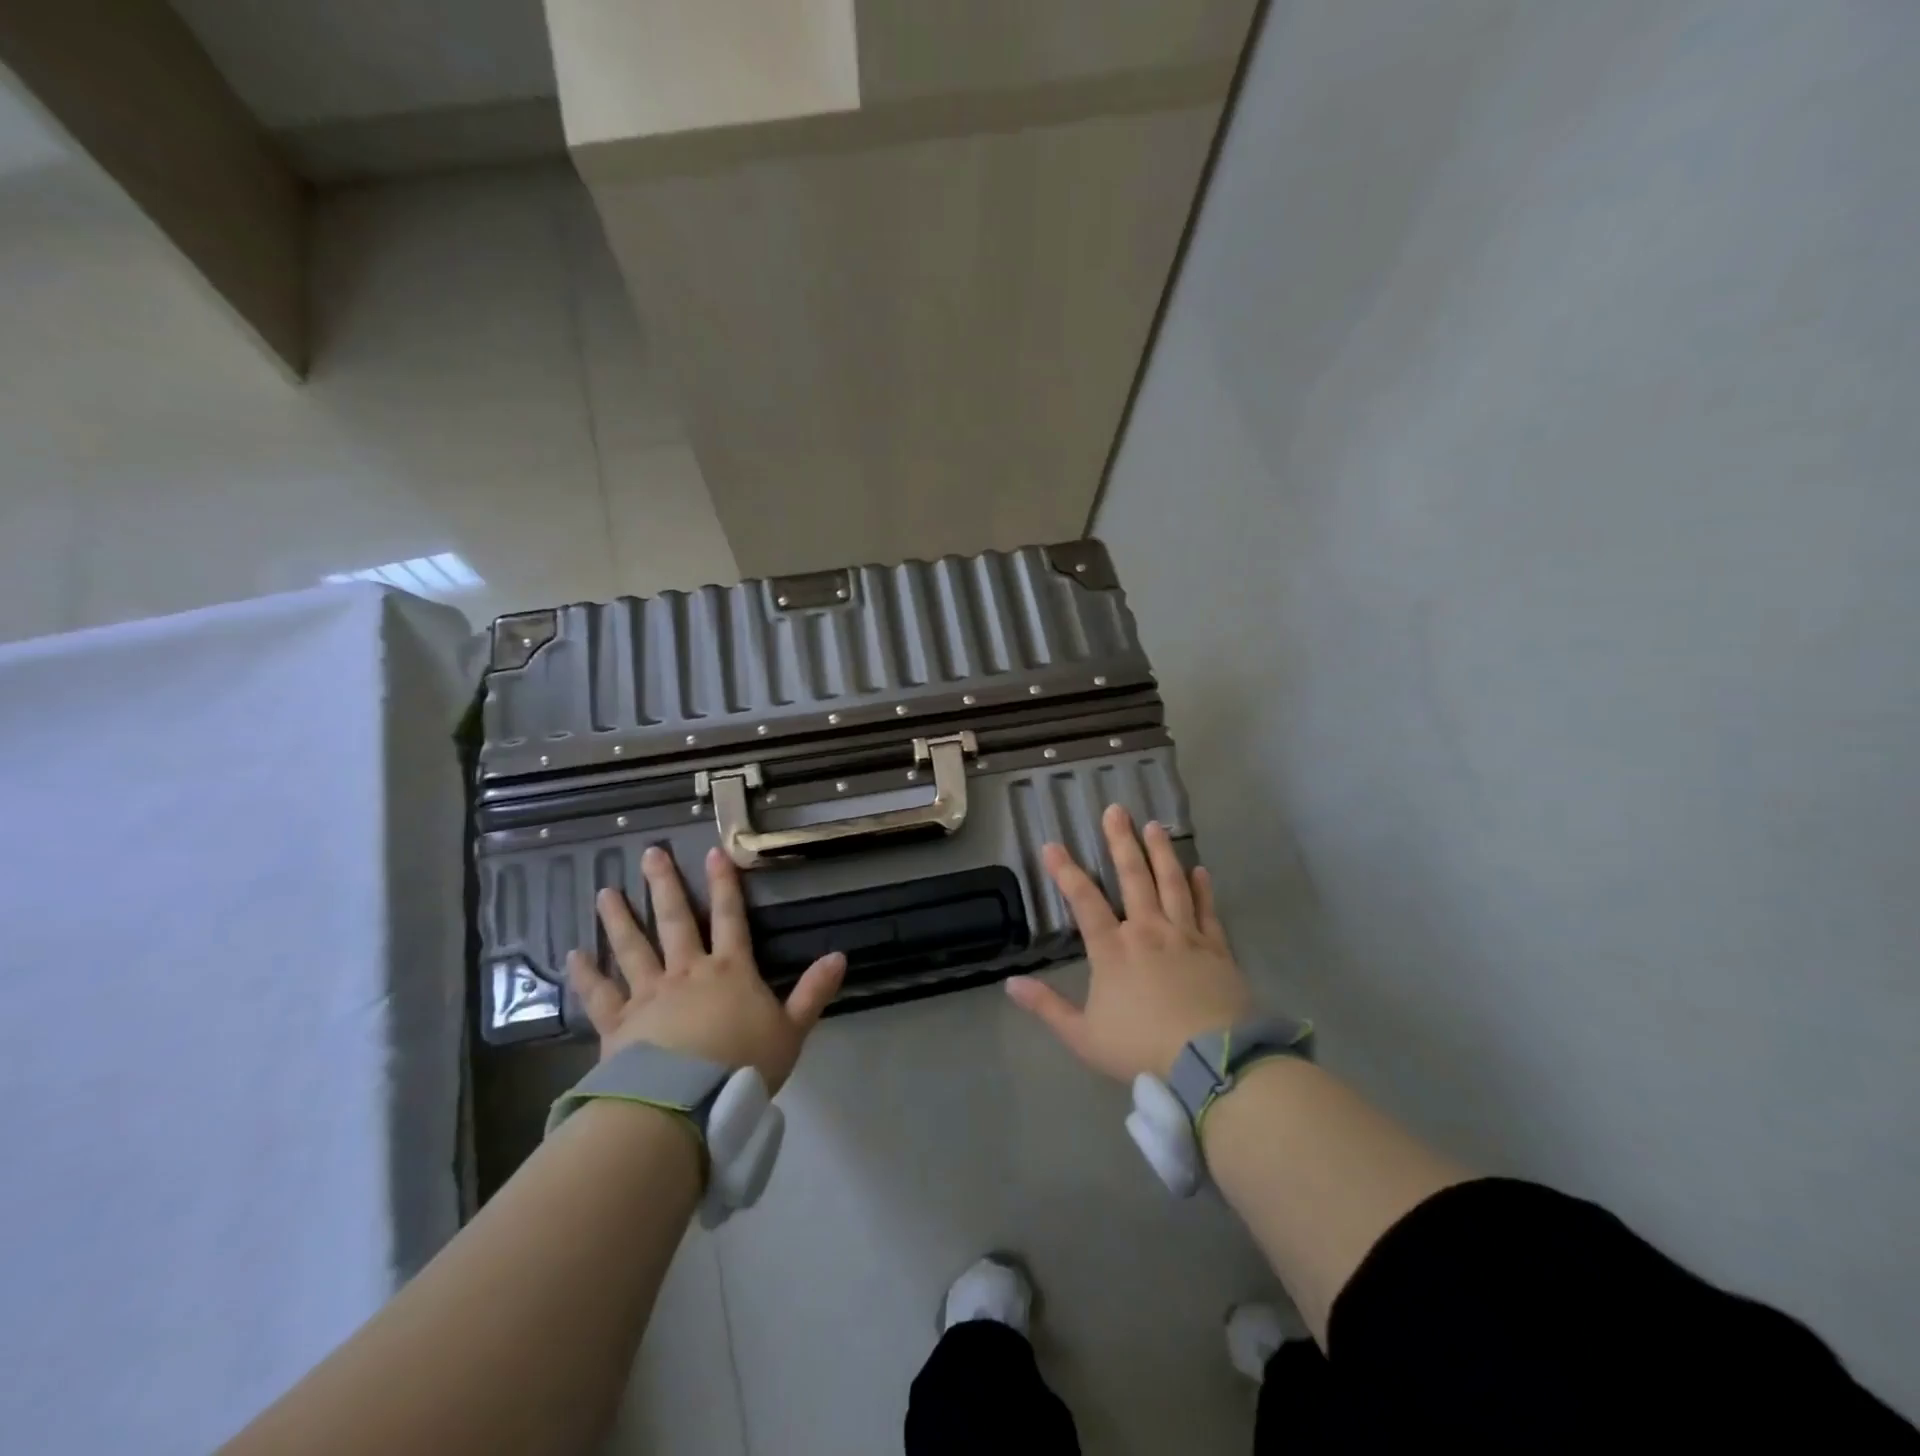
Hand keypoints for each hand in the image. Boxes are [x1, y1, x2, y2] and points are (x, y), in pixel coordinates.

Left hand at [565, 845, 845, 1091]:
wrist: (686, 1106)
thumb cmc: (744, 1067)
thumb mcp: (791, 1031)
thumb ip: (813, 992)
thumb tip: (840, 955)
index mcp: (730, 971)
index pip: (730, 918)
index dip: (724, 885)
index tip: (714, 852)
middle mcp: (687, 972)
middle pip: (675, 921)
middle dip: (665, 885)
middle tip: (650, 854)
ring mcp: (649, 995)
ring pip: (632, 948)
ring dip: (619, 919)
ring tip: (604, 892)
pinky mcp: (619, 1025)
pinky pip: (600, 995)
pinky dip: (586, 975)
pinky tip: (572, 956)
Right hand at [1005, 804, 1252, 1081]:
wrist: (1212, 1062)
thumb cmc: (1142, 1048)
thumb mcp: (1083, 1036)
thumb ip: (1047, 1007)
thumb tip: (1010, 983)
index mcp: (1113, 950)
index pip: (1084, 901)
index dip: (1066, 871)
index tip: (1052, 845)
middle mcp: (1147, 931)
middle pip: (1133, 877)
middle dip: (1121, 841)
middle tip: (1117, 810)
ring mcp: (1185, 936)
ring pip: (1171, 883)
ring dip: (1161, 852)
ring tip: (1155, 826)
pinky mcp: (1217, 948)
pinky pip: (1206, 910)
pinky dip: (1201, 888)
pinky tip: (1199, 870)